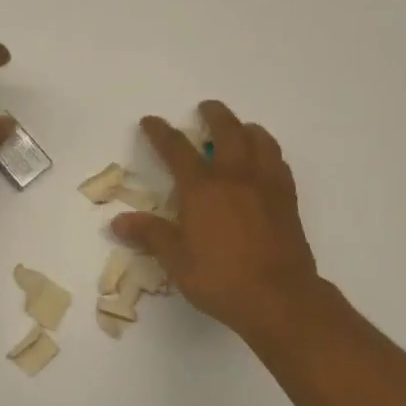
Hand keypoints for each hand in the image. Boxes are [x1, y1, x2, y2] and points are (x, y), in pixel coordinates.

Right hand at [112, 101, 322, 343]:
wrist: (278, 297)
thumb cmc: (220, 278)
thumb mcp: (176, 260)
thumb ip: (150, 235)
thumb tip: (118, 222)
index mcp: (202, 188)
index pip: (177, 149)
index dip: (161, 132)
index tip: (151, 121)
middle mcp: (235, 176)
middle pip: (227, 131)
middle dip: (214, 115)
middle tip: (205, 108)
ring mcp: (266, 185)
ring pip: (260, 140)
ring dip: (246, 128)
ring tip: (240, 128)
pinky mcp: (287, 199)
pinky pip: (279, 162)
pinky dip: (268, 152)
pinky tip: (265, 160)